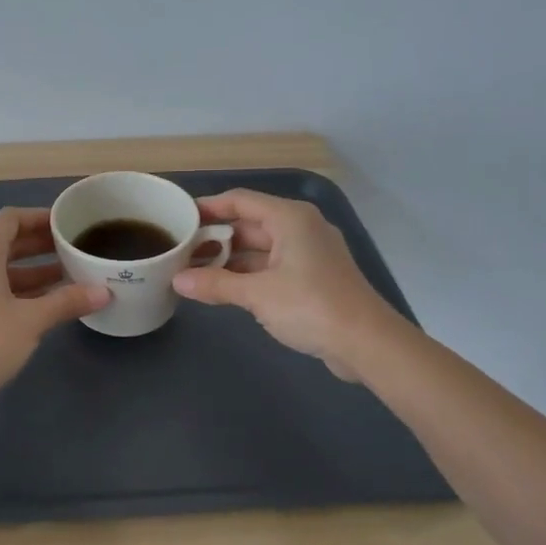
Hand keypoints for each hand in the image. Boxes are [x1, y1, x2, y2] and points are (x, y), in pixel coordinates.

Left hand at [0, 208, 110, 403]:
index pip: (10, 219)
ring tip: (66, 276)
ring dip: (30, 269)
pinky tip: (42, 301)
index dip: (39, 218)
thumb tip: (104, 292)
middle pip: (4, 241)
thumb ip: (67, 301)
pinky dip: (14, 286)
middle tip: (72, 249)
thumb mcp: (32, 320)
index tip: (66, 224)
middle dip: (39, 244)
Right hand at [172, 189, 397, 380]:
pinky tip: (224, 288)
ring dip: (230, 259)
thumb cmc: (311, 306)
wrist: (368, 343)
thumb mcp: (257, 295)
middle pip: (249, 224)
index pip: (240, 201)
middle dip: (215, 238)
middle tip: (180, 250)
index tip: (179, 217)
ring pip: (260, 248)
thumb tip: (177, 281)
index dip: (208, 207)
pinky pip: (272, 266)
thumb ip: (215, 285)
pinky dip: (248, 274)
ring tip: (194, 271)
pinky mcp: (313, 277)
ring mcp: (309, 253)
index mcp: (289, 218)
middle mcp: (300, 228)